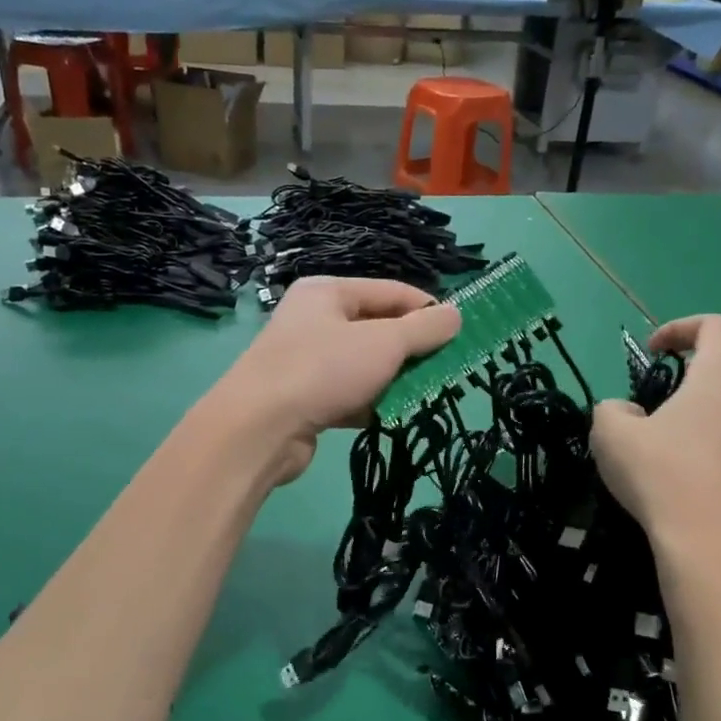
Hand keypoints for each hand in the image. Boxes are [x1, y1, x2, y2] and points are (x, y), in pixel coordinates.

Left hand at [213, 277, 460, 485]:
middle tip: (448, 368)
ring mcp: (307, 361)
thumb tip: (456, 314)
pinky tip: (395, 416)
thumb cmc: (323, 370)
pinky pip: (349, 394)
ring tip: (428, 394)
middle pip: (377, 329)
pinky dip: (372, 403)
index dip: (428, 309)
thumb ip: (423, 329)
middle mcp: (314, 320)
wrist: (259, 429)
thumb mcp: (383, 343)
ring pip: (365, 365)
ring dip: (395, 380)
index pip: (390, 292)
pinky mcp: (305, 399)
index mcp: (327, 292)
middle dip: (413, 349)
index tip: (460, 332)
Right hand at [591, 314, 720, 554]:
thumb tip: (626, 411)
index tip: (655, 351)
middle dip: (719, 365)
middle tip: (688, 392)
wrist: (709, 544)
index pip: (713, 325)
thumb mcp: (609, 436)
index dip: (681, 328)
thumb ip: (611, 409)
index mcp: (718, 376)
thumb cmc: (659, 479)